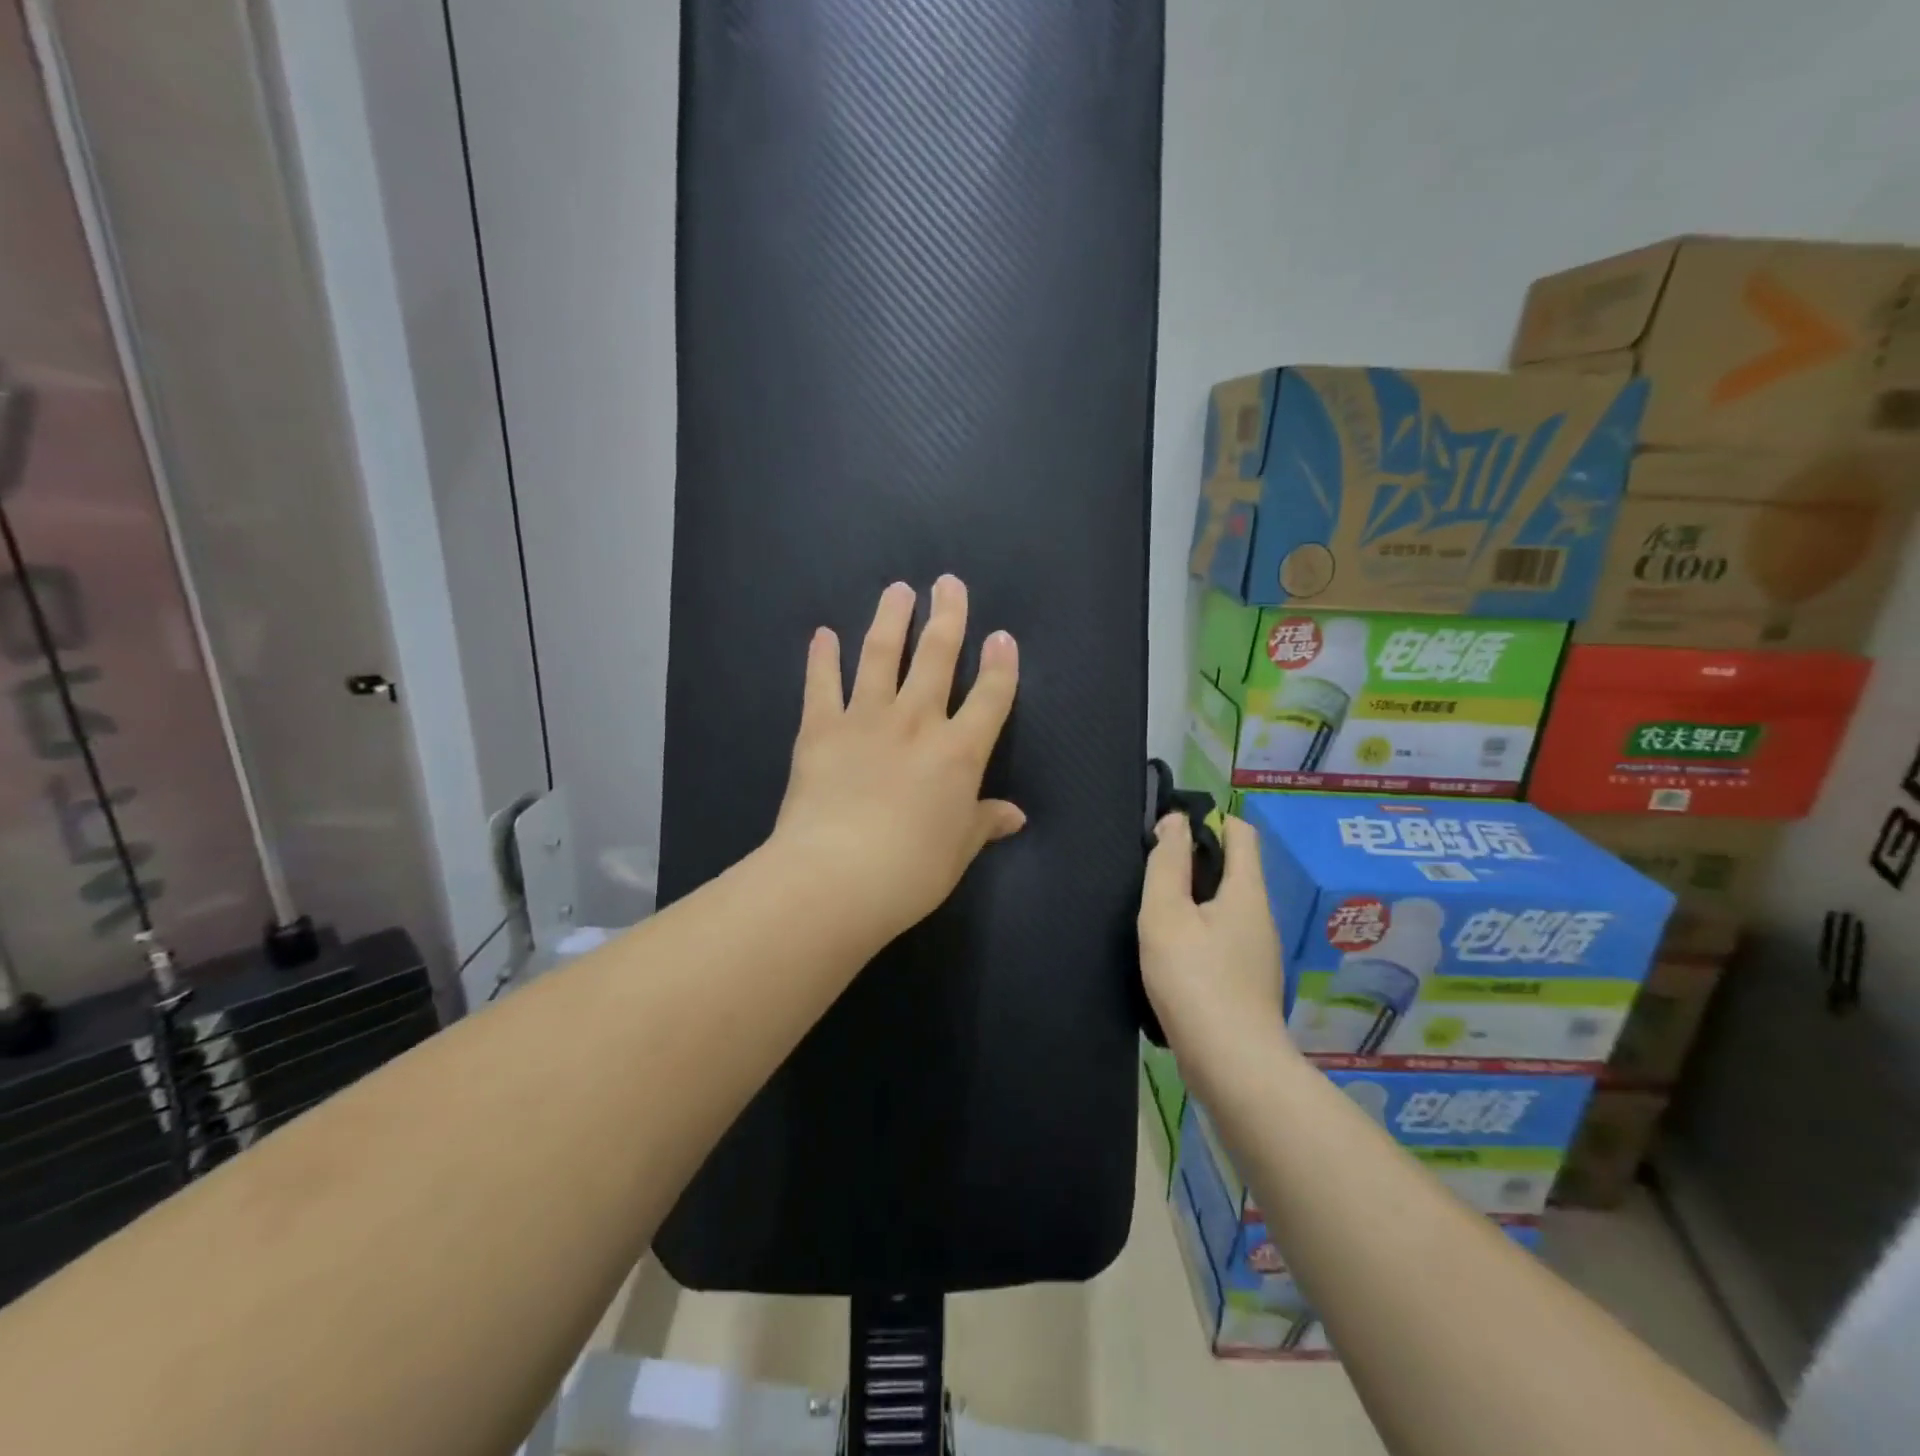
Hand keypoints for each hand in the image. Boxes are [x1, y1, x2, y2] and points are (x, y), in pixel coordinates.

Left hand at [768, 577, 1023, 948]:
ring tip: (897, 590)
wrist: (836, 877)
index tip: (1003, 637)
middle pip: (937, 658)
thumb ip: (984, 823)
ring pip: (881, 656)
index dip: (1000, 666)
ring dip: (891, 620)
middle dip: (947, 617)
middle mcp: (916, 723)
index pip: (990, 698)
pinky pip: (822, 684)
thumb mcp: (958, 851)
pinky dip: (823, 658)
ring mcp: (866, 720)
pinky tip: (823, 634)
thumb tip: (1014, 816)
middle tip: (948, 582)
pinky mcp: (820, 729)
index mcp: (958, 753)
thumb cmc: (910, 871)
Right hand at [1138, 813, 1287, 1071]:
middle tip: (1151, 868)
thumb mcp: (1167, 913)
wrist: (1232, 1064)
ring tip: (1153, 908)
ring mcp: (1256, 951)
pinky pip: (1221, 937)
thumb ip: (1168, 863)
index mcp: (1246, 891)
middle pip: (1232, 869)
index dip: (1208, 819)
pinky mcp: (1246, 981)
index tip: (1168, 829)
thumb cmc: (1195, 979)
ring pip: (1224, 906)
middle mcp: (1259, 915)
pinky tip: (1170, 949)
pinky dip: (1197, 930)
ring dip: (1192, 899)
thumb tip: (1176, 820)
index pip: (1240, 832)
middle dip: (1194, 860)